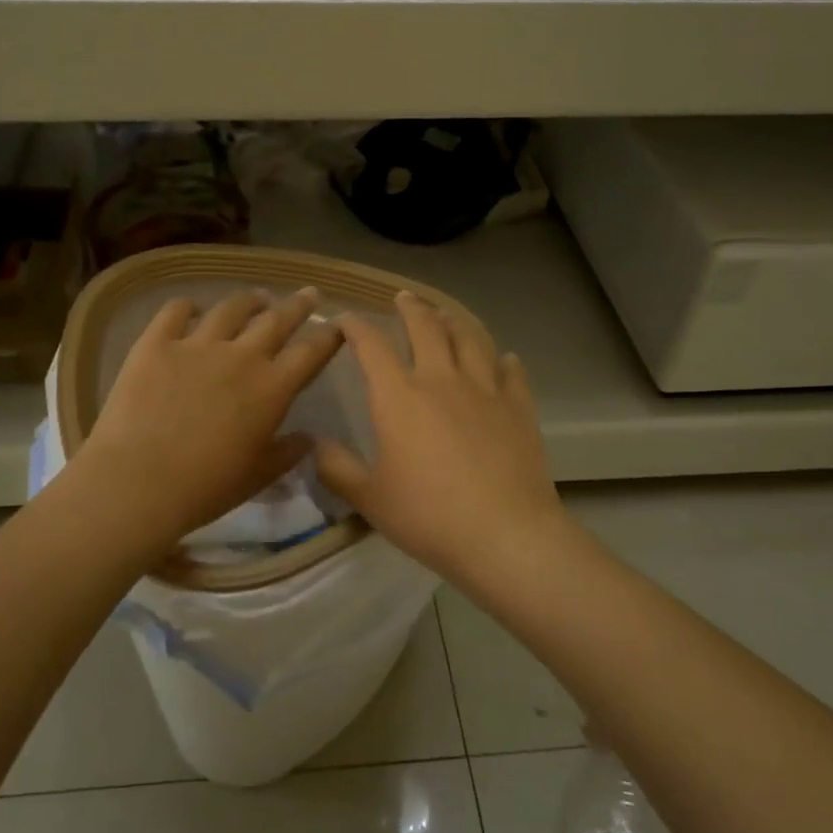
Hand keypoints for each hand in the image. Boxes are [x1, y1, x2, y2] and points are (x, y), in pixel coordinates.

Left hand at [73, 288, 343, 546]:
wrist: (138, 481)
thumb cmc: (206, 487)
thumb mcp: (258, 476)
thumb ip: (288, 454)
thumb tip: (308, 439)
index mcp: (272, 388)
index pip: (311, 353)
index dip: (328, 337)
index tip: (338, 326)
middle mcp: (241, 356)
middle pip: (276, 320)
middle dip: (297, 306)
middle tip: (308, 294)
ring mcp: (197, 344)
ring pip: (231, 309)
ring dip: (249, 301)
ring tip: (256, 298)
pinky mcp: (156, 343)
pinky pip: (175, 311)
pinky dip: (187, 306)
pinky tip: (191, 309)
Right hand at [315, 290, 568, 584]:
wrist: (504, 534)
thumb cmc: (428, 516)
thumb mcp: (369, 498)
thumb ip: (336, 468)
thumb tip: (314, 445)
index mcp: (399, 397)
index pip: (372, 347)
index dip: (356, 328)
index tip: (346, 320)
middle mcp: (441, 380)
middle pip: (426, 327)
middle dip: (411, 308)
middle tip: (404, 298)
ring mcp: (485, 390)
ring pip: (470, 339)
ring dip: (455, 321)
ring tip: (447, 315)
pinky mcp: (519, 407)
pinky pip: (511, 372)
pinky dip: (503, 360)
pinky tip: (503, 359)